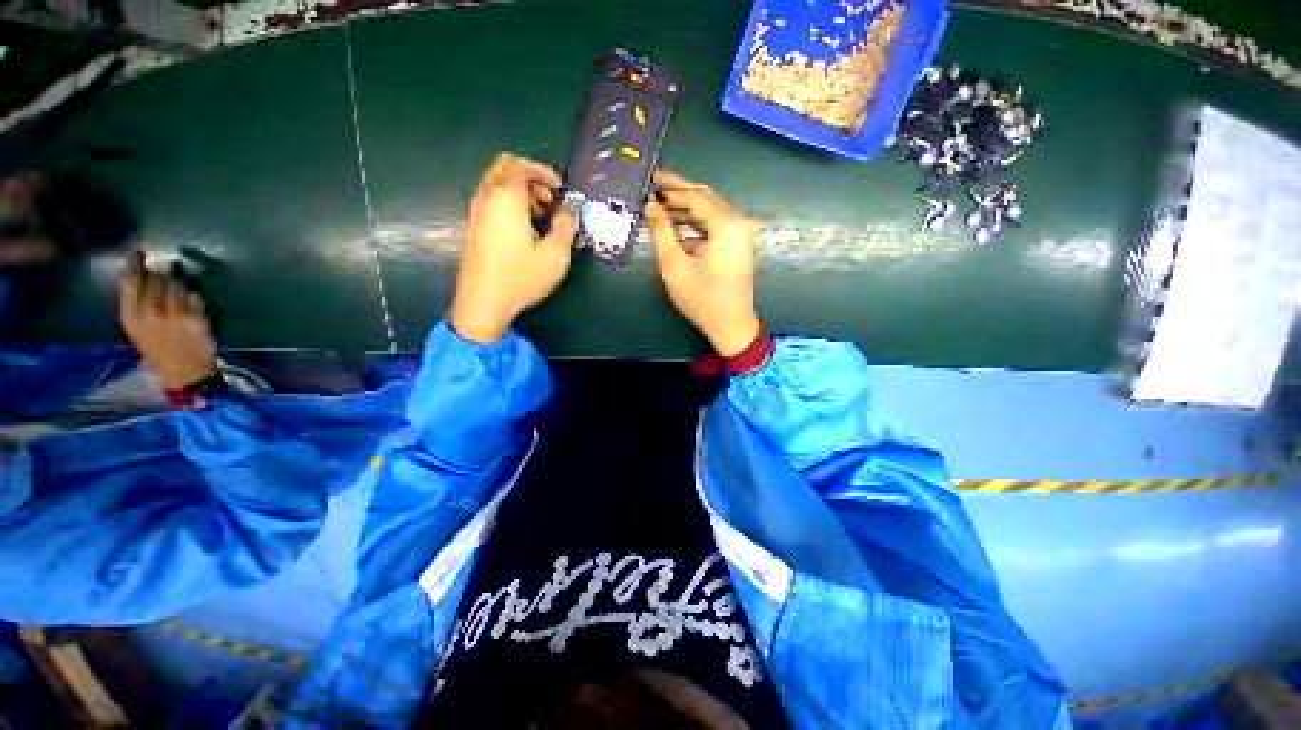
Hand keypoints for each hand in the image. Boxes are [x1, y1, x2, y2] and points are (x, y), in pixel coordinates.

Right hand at [118, 251, 217, 389]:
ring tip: (178, 298)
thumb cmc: (157, 349)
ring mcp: (175, 314)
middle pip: (158, 277)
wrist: (184, 373)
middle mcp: (150, 312)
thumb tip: (141, 272)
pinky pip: (196, 296)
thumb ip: (136, 301)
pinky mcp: (196, 317)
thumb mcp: (136, 327)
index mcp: (130, 315)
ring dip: (180, 286)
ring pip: (178, 284)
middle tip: (165, 281)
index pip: (129, 280)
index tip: (138, 253)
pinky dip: (195, 299)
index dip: (134, 263)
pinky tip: (192, 309)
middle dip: (163, 275)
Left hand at [449, 152, 577, 343]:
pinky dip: (509, 202)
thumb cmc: (521, 277)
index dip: (543, 171)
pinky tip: (525, 227)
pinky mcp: (475, 226)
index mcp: (506, 198)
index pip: (521, 165)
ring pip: (497, 183)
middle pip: (504, 167)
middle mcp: (487, 198)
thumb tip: (569, 210)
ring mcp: (477, 212)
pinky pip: (492, 199)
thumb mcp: (555, 255)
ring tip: (541, 216)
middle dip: (530, 176)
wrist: (484, 302)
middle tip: (549, 199)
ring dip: (520, 190)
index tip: (560, 187)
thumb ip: (565, 226)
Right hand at [645, 170, 759, 356]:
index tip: (652, 181)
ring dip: (687, 208)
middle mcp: (739, 222)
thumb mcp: (674, 265)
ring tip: (661, 205)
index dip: (672, 188)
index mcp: (727, 224)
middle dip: (680, 192)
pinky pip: (715, 225)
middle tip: (656, 185)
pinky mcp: (739, 244)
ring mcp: (741, 233)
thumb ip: (661, 232)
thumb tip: (652, 207)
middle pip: (706, 198)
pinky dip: (696, 223)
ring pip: (711, 211)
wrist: (730, 324)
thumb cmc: (701, 298)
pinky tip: (678, 224)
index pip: (695, 197)